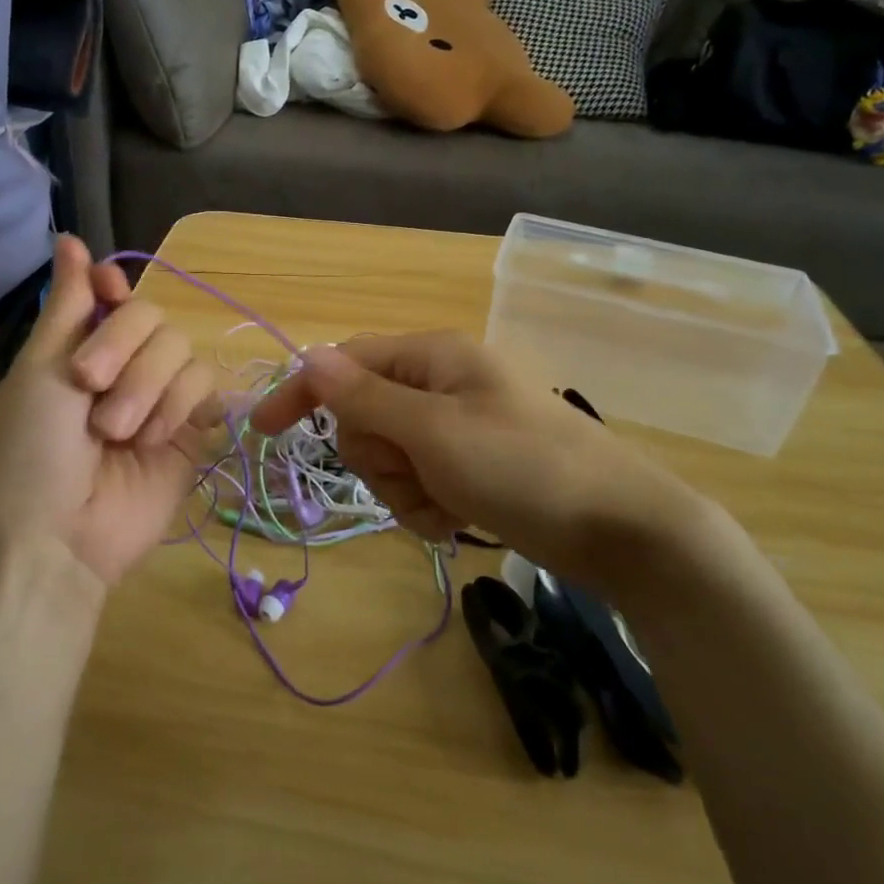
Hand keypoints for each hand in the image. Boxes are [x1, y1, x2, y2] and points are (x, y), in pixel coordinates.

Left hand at [0, 236, 216, 585]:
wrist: (58, 537)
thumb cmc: (31, 451)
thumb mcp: (39, 371)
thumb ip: (68, 304)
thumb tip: (69, 236)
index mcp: (80, 348)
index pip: (116, 292)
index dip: (115, 289)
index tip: (107, 296)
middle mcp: (123, 365)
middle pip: (155, 316)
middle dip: (124, 351)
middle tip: (90, 391)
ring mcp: (160, 397)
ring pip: (182, 349)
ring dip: (147, 387)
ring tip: (118, 434)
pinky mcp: (192, 428)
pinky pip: (206, 386)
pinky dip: (178, 407)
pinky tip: (152, 440)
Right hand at [250, 332, 714, 580]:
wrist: (620, 529)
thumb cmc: (524, 468)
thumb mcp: (435, 432)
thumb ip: (367, 397)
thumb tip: (309, 354)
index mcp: (433, 356)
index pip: (346, 362)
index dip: (304, 392)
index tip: (262, 431)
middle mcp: (441, 382)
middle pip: (365, 415)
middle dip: (378, 456)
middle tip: (416, 473)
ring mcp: (457, 425)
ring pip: (389, 455)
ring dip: (404, 487)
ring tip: (447, 503)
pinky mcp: (471, 464)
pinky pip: (419, 480)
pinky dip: (427, 504)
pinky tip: (459, 518)